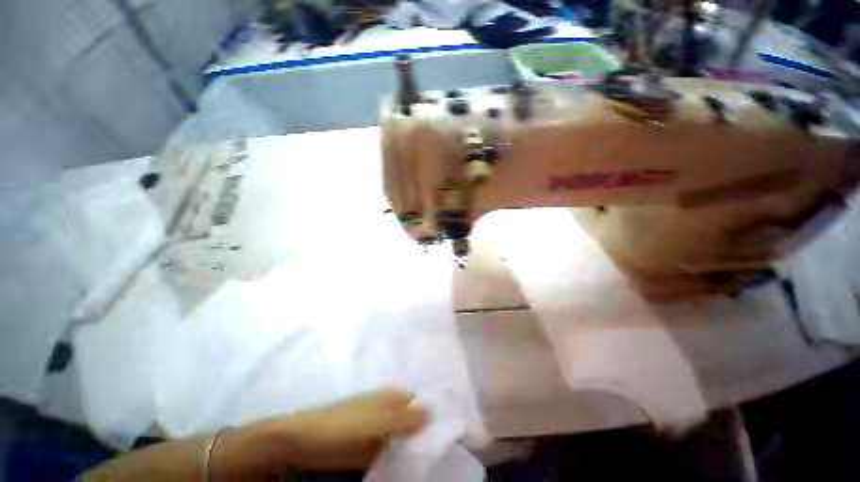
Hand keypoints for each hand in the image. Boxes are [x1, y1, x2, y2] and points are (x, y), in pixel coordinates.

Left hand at [215, 388, 428, 478]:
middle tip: (430, 452)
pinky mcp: (361, 432)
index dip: (430, 414)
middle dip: (421, 430)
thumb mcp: (374, 424)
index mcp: (388, 396)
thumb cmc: (340, 429)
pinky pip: (385, 438)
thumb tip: (431, 411)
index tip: (442, 435)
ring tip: (416, 459)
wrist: (299, 438)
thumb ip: (402, 419)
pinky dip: (392, 448)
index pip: (417, 401)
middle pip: (409, 414)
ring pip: (398, 427)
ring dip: (407, 442)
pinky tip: (392, 459)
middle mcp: (383, 403)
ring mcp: (370, 417)